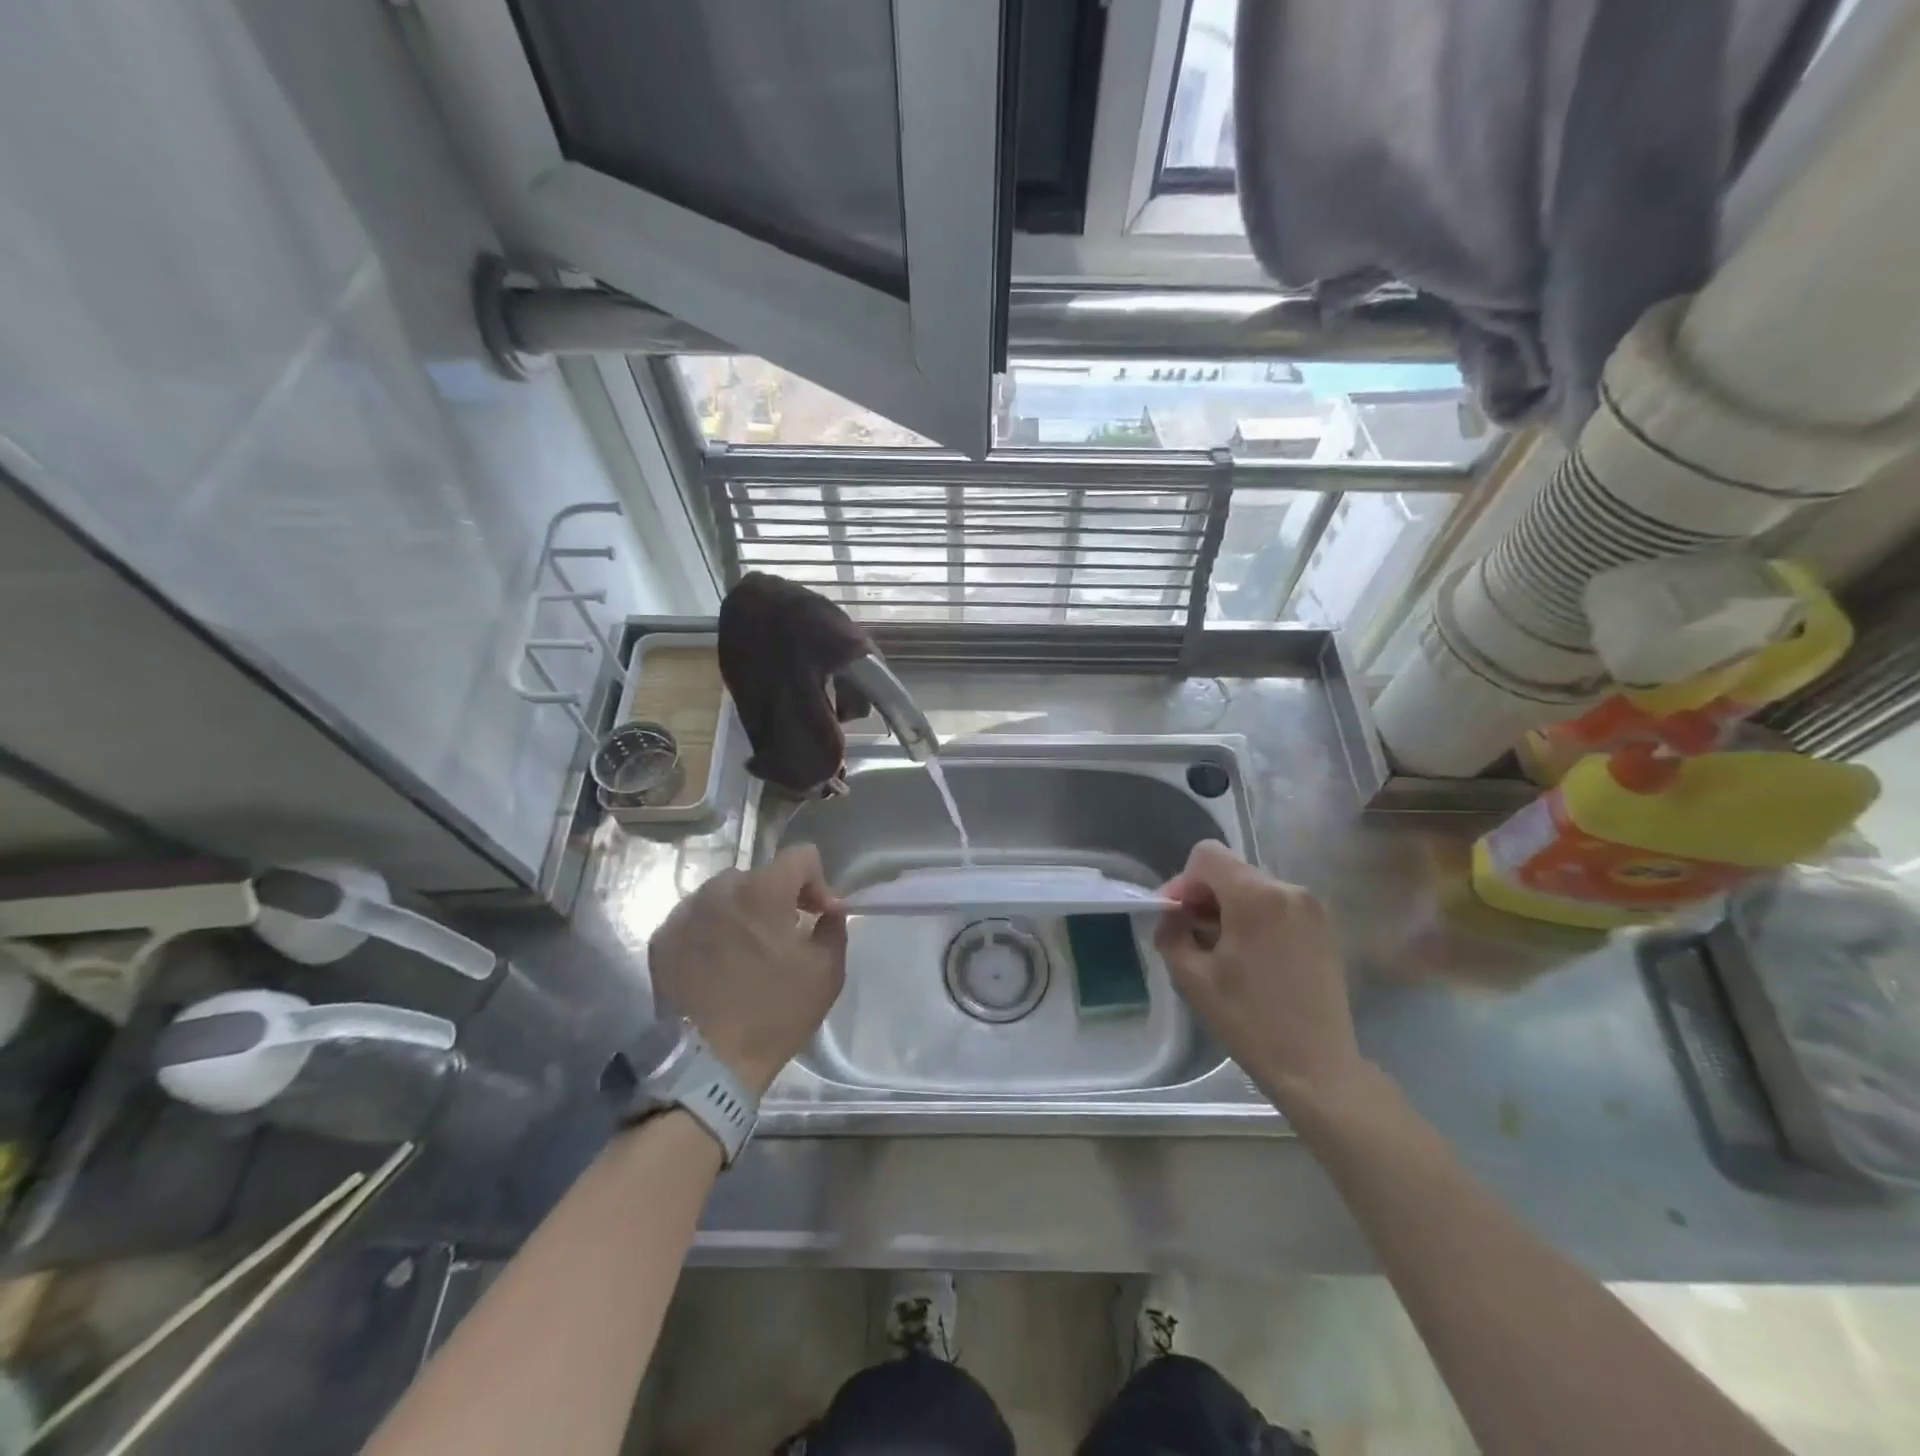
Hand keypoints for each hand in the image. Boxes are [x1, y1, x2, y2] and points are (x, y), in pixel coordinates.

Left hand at [647, 846, 847, 1095]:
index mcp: (763, 891)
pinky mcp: (662, 938)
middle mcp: (719, 889)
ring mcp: (685, 912)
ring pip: (725, 893)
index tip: (819, 916)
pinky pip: (697, 917)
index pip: (801, 855)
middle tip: (785, 935)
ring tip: (748, 950)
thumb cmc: (774, 1014)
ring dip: (743, 911)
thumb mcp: (826, 972)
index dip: (817, 881)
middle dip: (778, 897)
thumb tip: (827, 911)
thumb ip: (833, 928)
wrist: (708, 1064)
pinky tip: (718, 963)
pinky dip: (712, 929)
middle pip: (761, 875)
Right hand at [1154, 841, 1363, 1110]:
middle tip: (1190, 934)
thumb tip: (1172, 916)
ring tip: (1219, 949)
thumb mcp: (1192, 977)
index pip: (1207, 855)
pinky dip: (1255, 919)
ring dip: (1229, 908)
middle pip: (1231, 870)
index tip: (1175, 916)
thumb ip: (1172, 932)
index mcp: (1256, 897)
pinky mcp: (1324, 928)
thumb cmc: (1249, 1021)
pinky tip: (1250, 957)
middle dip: (1204, 895)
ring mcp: (1312, 908)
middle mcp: (1289, 890)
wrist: (1317, 1067)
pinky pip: (1277, 906)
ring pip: (1254, 888)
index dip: (1183, 880)